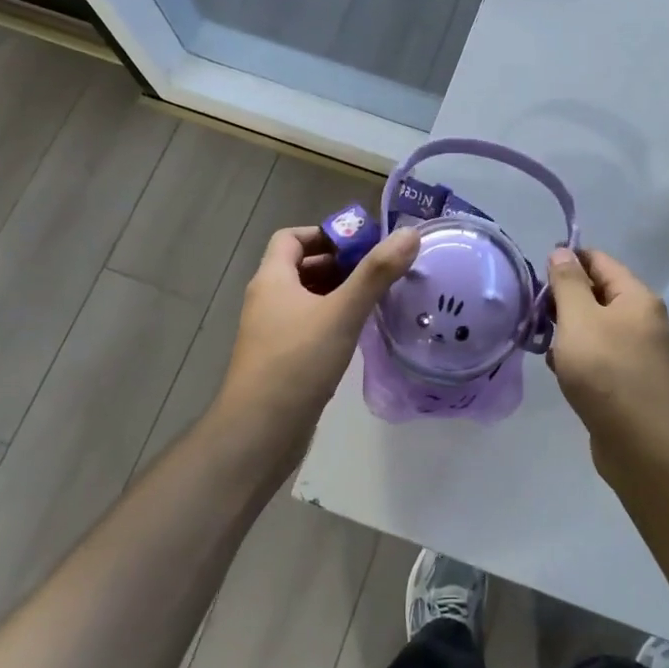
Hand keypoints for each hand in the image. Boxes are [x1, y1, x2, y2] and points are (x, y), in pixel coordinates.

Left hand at [214, 224, 418, 449]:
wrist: (258, 434)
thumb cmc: (297, 363)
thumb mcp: (342, 312)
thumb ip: (377, 272)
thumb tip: (410, 233)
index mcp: (272, 279)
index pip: (291, 237)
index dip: (325, 234)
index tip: (361, 244)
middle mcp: (266, 299)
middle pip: (301, 266)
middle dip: (338, 264)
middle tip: (378, 271)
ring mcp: (270, 332)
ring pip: (306, 298)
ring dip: (337, 293)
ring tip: (375, 299)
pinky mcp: (279, 360)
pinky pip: (307, 326)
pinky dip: (331, 320)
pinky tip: (356, 334)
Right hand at [546, 248, 668, 464]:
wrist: (642, 445)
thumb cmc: (606, 372)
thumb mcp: (579, 319)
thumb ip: (567, 283)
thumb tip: (562, 252)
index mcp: (635, 297)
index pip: (599, 261)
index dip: (568, 260)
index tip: (536, 271)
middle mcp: (642, 320)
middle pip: (598, 293)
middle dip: (564, 298)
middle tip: (533, 310)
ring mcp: (638, 353)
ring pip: (595, 327)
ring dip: (568, 330)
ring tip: (541, 340)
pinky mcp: (629, 382)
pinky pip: (599, 356)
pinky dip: (578, 357)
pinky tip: (559, 370)